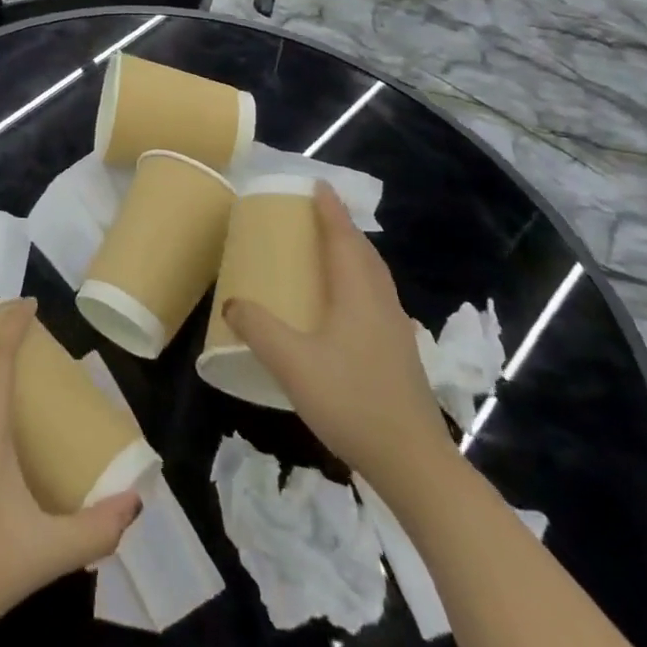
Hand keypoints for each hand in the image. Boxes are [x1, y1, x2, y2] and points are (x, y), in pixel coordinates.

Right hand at [222, 185, 452, 495]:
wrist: (413, 462)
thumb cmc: (351, 402)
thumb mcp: (293, 364)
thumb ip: (259, 329)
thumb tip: (233, 303)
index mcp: (358, 294)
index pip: (343, 238)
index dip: (330, 210)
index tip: (318, 185)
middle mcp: (381, 303)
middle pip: (364, 253)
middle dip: (343, 228)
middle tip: (317, 214)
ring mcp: (396, 329)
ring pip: (375, 276)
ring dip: (354, 254)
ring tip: (330, 250)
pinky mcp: (400, 353)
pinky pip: (377, 298)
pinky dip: (360, 281)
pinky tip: (346, 304)